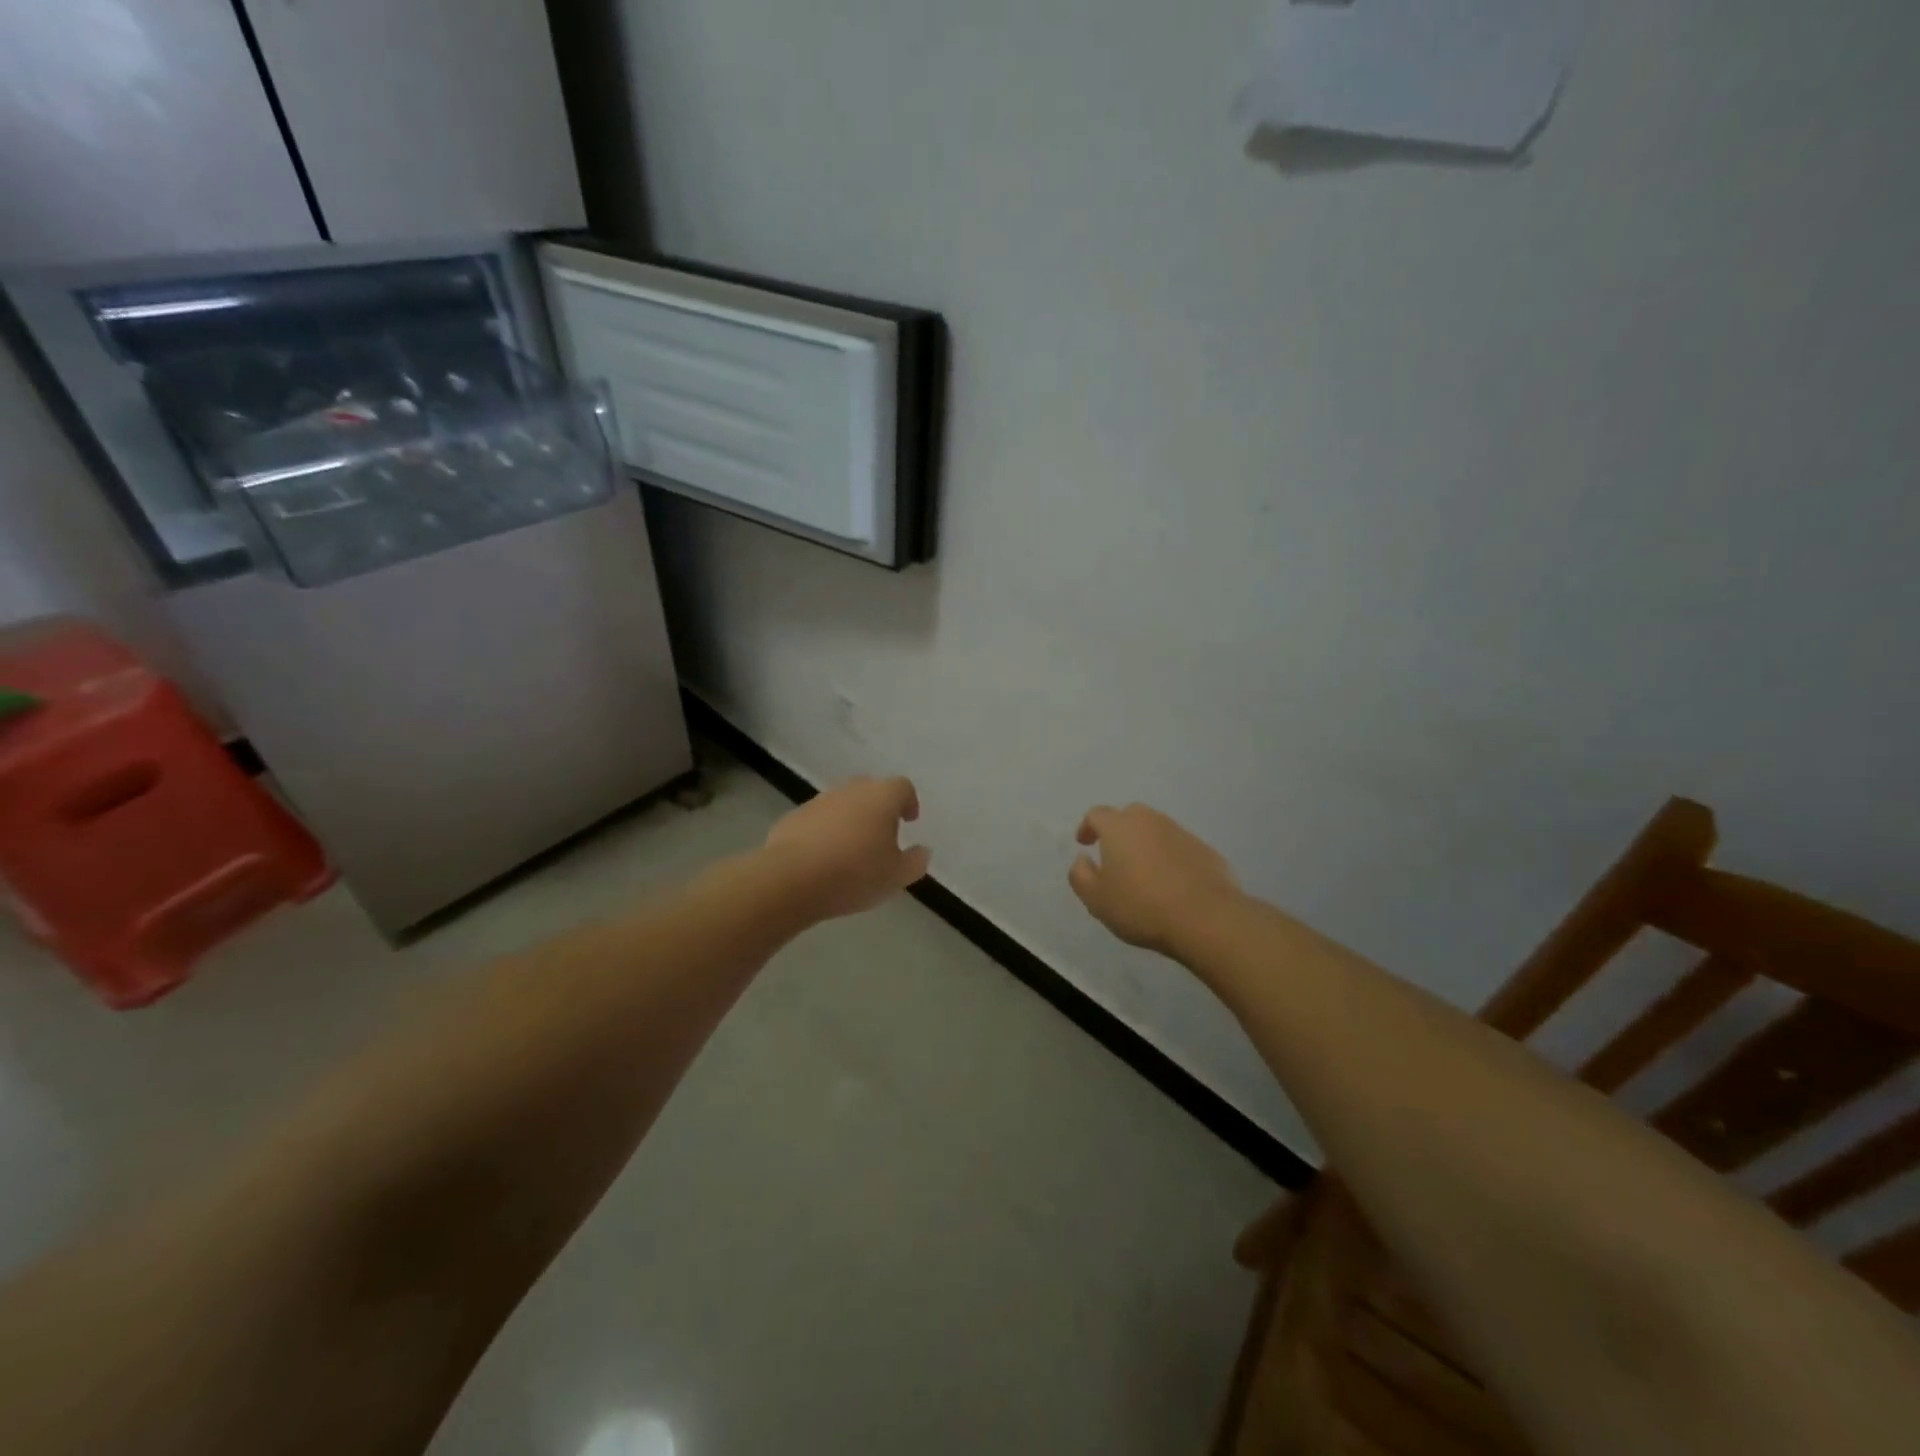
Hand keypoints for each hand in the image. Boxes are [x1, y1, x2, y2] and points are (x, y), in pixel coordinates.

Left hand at [762, 776, 930, 920]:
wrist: (791, 879)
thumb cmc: (854, 873)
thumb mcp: (896, 876)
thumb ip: (915, 861)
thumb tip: (921, 851)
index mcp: (881, 797)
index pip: (902, 787)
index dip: (909, 802)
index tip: (909, 820)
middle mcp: (851, 790)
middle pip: (871, 790)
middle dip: (879, 809)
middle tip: (883, 835)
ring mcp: (819, 801)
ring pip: (843, 804)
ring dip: (851, 820)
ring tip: (852, 850)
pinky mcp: (793, 817)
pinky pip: (818, 820)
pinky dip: (825, 832)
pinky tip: (823, 858)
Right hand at [1069, 803, 1240, 954]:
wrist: (1206, 918)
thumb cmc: (1141, 907)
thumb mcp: (1097, 899)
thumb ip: (1081, 875)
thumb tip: (1082, 859)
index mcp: (1119, 828)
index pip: (1097, 814)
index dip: (1087, 827)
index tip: (1084, 844)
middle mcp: (1150, 821)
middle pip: (1129, 815)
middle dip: (1119, 829)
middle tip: (1114, 854)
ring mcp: (1181, 833)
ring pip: (1157, 829)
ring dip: (1146, 842)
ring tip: (1143, 871)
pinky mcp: (1205, 850)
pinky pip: (1179, 846)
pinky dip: (1170, 856)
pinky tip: (1171, 882)